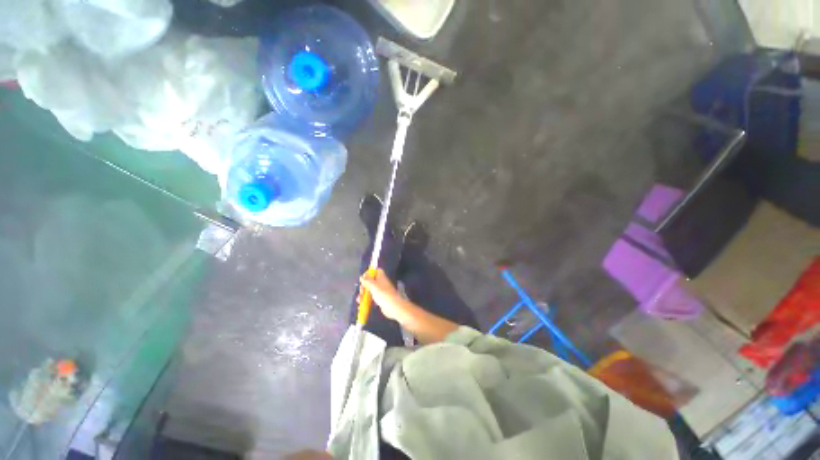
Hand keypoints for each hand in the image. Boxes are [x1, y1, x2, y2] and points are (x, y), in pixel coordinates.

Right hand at [359, 269, 406, 320]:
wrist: (392, 306)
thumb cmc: (383, 293)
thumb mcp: (373, 285)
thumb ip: (366, 281)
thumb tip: (361, 277)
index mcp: (381, 277)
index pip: (376, 270)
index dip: (370, 272)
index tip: (363, 277)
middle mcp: (381, 283)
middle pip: (371, 281)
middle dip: (364, 285)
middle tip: (361, 291)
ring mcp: (381, 291)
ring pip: (370, 290)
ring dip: (364, 293)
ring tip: (359, 299)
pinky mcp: (380, 299)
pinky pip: (372, 297)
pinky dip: (366, 299)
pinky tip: (361, 303)